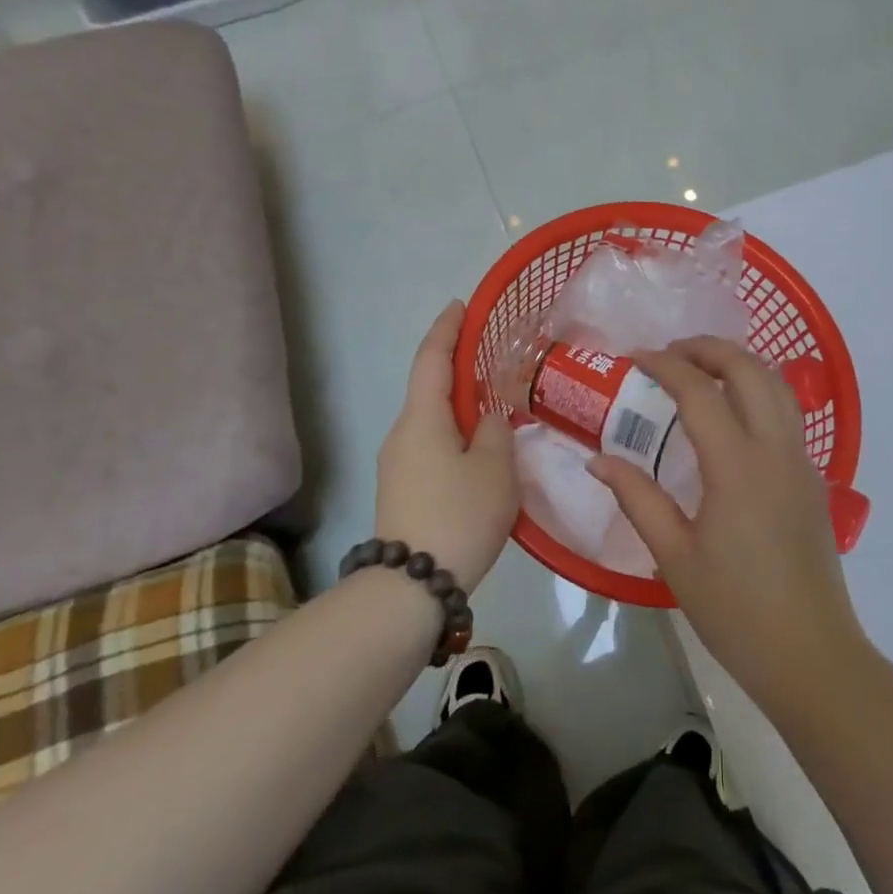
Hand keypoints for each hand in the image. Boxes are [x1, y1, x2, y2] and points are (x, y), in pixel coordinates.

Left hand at [374, 301, 518, 593]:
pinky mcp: (401, 490)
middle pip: (430, 388)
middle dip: (458, 369)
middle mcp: (402, 433)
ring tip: (495, 409)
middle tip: (494, 360)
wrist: (411, 588)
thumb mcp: (494, 467)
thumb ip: (495, 429)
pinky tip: (480, 452)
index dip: (447, 329)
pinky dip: (454, 434)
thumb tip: (486, 417)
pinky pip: (431, 446)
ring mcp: (397, 464)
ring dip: (459, 407)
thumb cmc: (458, 514)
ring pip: (432, 421)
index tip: (461, 306)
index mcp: (422, 418)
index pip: (432, 359)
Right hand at [588, 337, 867, 718]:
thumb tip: (597, 459)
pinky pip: (788, 412)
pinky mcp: (813, 478)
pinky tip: (733, 412)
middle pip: (749, 370)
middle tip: (670, 353)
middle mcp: (775, 450)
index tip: (634, 358)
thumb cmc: (735, 609)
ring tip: (701, 369)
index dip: (665, 366)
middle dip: (708, 349)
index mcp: (737, 467)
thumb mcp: (674, 556)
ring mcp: (801, 461)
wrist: (810, 654)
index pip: (699, 392)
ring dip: (739, 363)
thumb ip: (636, 498)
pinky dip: (759, 390)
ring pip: (777, 385)